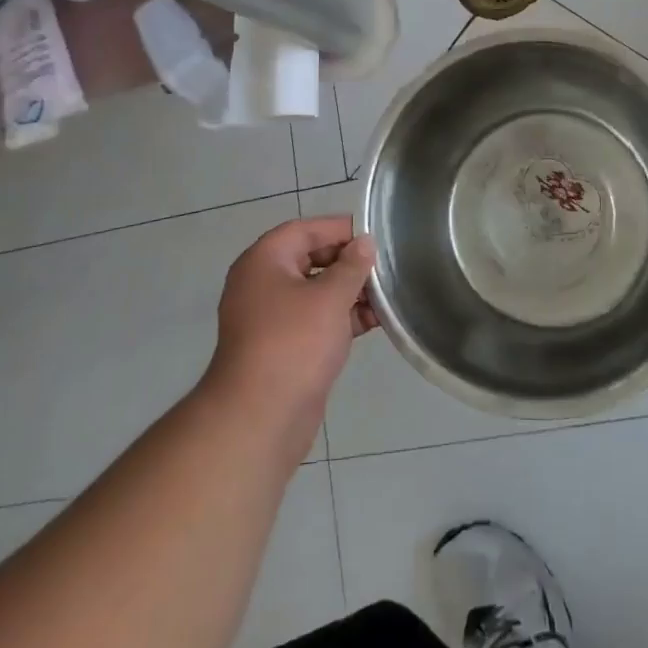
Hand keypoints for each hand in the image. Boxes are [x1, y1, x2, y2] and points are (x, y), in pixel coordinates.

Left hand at [204, 215, 376, 456]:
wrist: (260, 419)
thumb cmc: (294, 343)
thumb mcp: (330, 298)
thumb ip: (352, 266)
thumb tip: (365, 243)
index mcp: (264, 261)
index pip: (304, 230)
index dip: (339, 229)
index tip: (374, 237)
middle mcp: (262, 284)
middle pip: (310, 259)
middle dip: (348, 263)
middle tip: (383, 268)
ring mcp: (271, 319)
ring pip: (315, 293)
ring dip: (350, 293)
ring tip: (387, 296)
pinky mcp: (282, 348)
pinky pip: (315, 320)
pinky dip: (341, 318)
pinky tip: (375, 321)